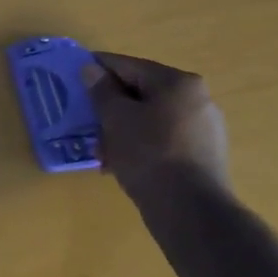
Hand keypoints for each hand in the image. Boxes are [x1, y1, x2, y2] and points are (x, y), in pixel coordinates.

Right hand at [82, 51, 233, 211]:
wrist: (190, 210)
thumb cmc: (148, 154)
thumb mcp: (115, 118)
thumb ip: (101, 90)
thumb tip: (91, 69)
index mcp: (178, 82)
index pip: (127, 66)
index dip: (97, 70)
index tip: (73, 78)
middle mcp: (196, 99)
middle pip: (140, 93)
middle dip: (110, 108)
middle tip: (87, 123)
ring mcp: (204, 128)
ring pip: (150, 118)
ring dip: (122, 130)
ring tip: (102, 152)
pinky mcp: (203, 154)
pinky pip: (162, 139)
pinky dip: (140, 145)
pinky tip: (122, 164)